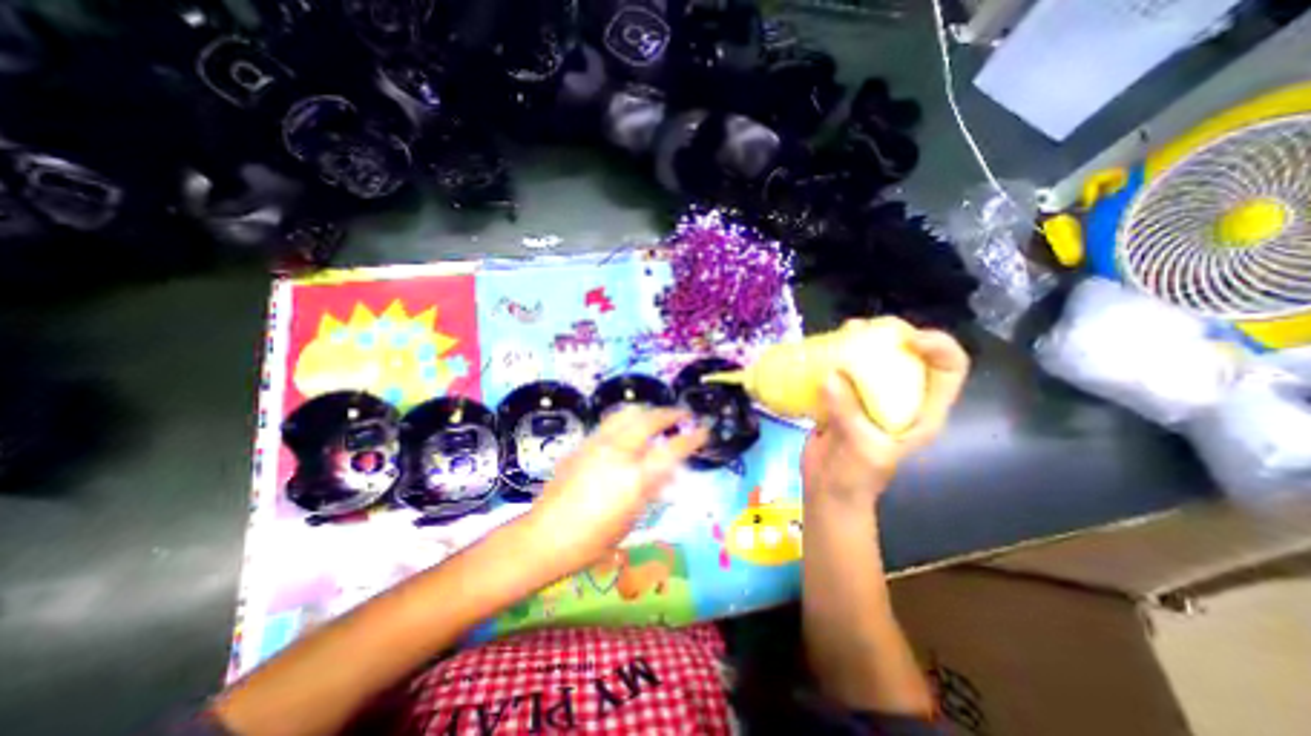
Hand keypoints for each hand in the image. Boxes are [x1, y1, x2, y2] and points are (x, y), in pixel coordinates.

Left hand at [525, 407, 705, 567]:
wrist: (545, 537)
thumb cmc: (593, 539)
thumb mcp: (631, 518)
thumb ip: (652, 489)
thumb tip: (669, 471)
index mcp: (633, 477)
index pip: (671, 450)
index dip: (692, 438)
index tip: (703, 431)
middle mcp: (616, 452)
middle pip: (649, 420)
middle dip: (670, 414)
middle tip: (682, 415)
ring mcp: (596, 444)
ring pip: (626, 413)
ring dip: (647, 411)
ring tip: (656, 417)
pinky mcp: (582, 444)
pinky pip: (609, 423)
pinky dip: (626, 420)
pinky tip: (628, 431)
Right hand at [800, 321, 972, 512]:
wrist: (828, 489)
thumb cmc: (857, 477)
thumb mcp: (861, 448)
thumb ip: (848, 413)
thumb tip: (829, 375)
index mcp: (921, 412)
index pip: (948, 370)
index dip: (939, 347)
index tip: (908, 338)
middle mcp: (901, 398)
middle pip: (908, 356)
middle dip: (891, 335)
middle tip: (863, 329)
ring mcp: (870, 397)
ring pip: (873, 360)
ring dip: (859, 342)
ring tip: (841, 333)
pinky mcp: (844, 398)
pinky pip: (843, 371)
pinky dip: (834, 358)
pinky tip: (821, 353)